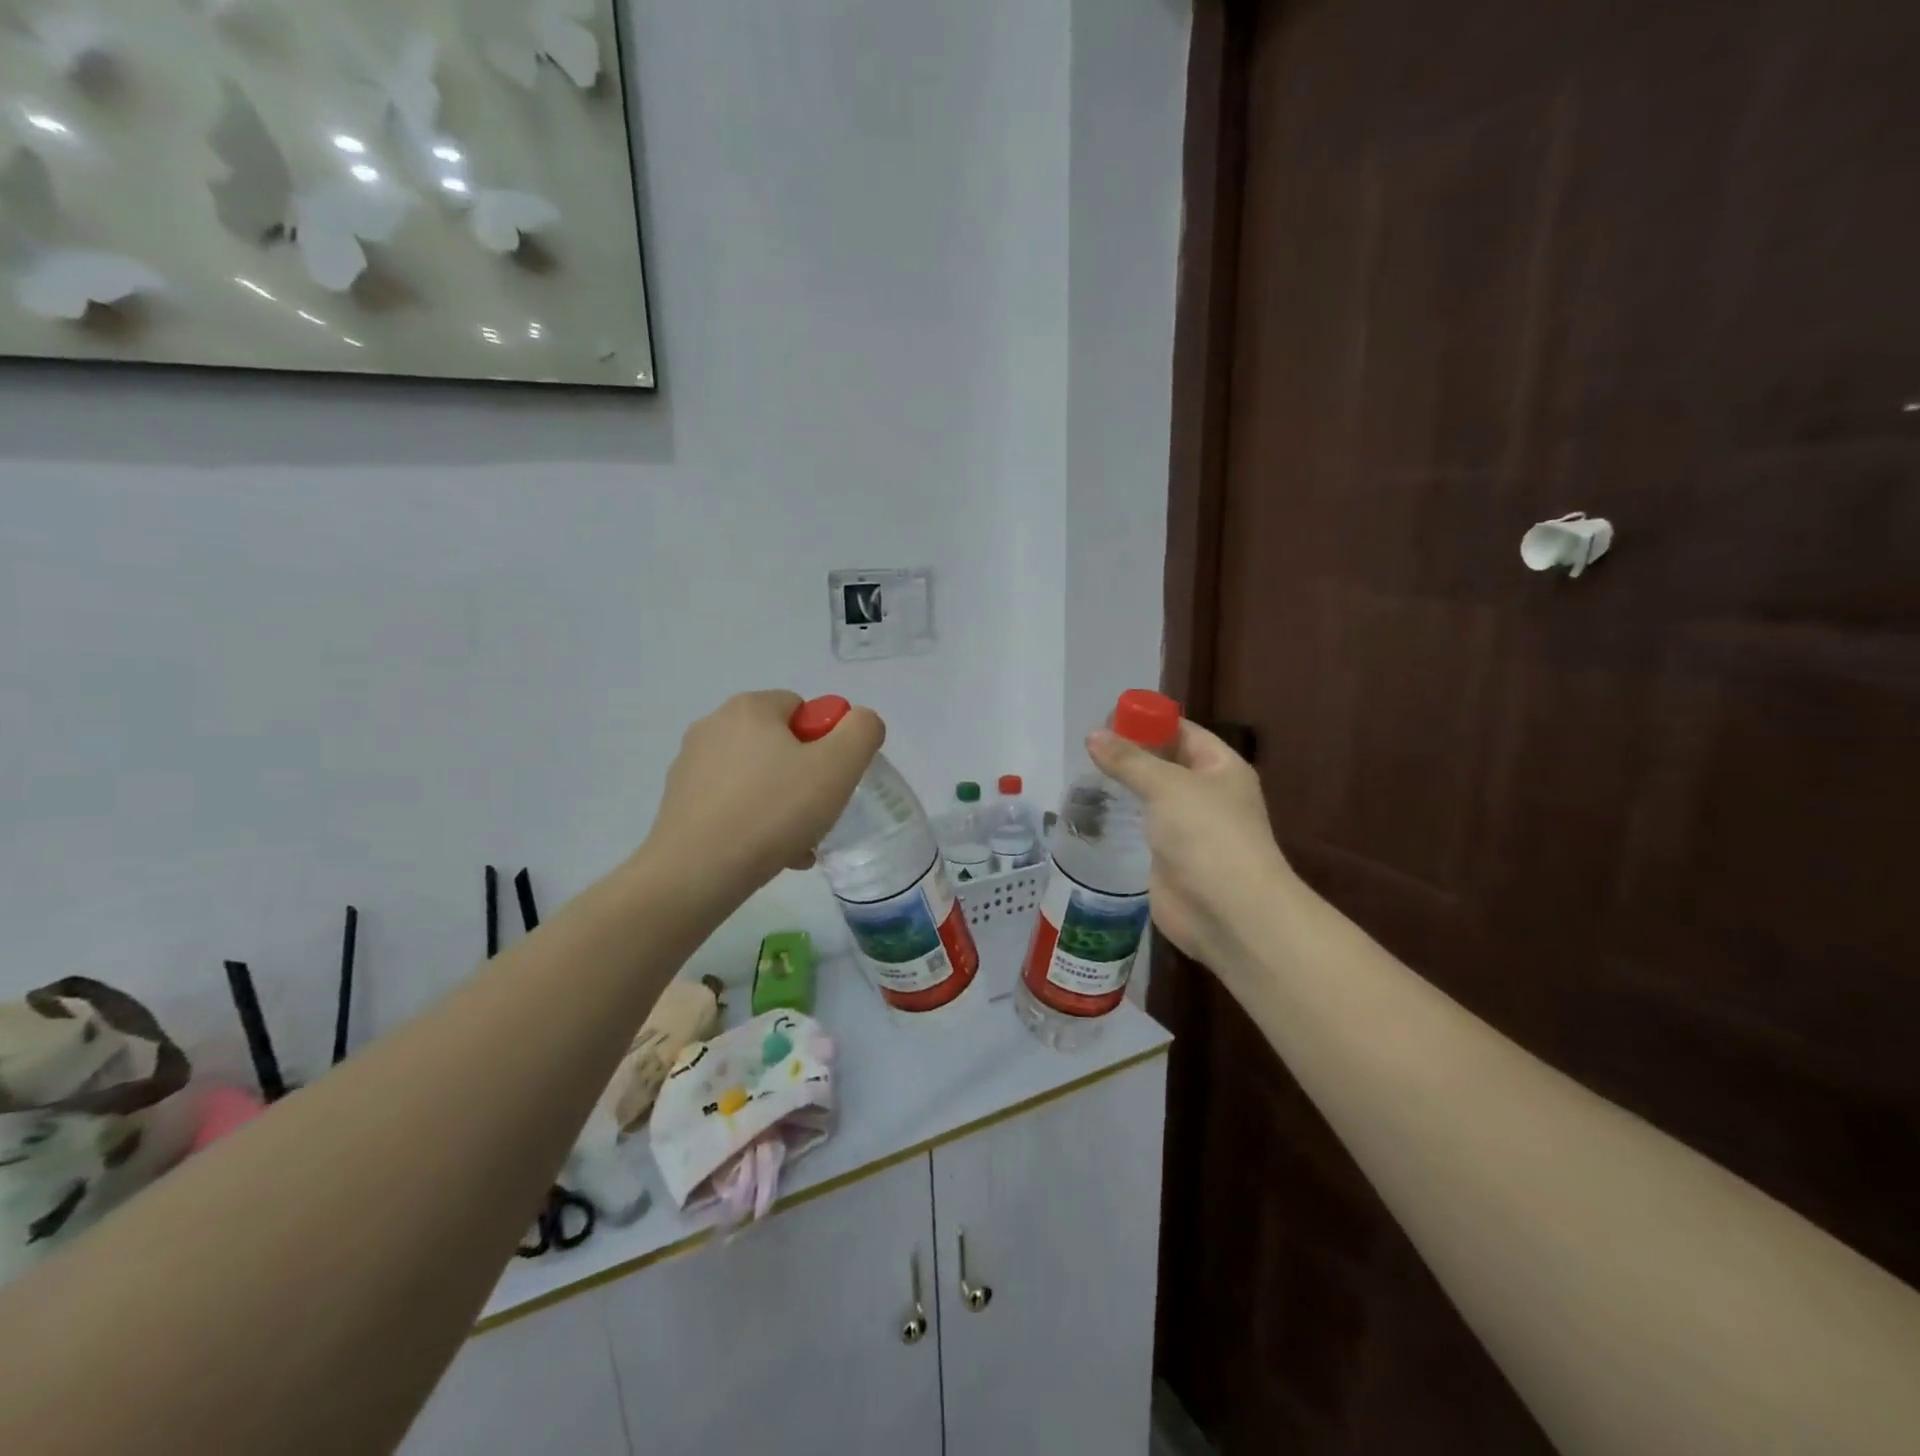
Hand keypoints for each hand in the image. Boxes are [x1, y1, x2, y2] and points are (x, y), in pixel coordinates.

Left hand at [643, 691, 884, 899]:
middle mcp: (713, 726)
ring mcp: (690, 765)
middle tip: (818, 815)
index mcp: (749, 708)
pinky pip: (733, 804)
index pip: (803, 709)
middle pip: (780, 745)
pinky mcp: (678, 802)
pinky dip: (754, 823)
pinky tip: (768, 854)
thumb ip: (862, 731)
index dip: (826, 743)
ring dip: (784, 805)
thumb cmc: (773, 811)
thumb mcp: (838, 766)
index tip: (830, 780)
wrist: (696, 872)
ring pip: (758, 779)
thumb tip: (859, 721)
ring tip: (796, 844)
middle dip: (806, 778)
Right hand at [1087, 720, 1294, 974]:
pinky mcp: (1169, 858)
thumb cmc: (1207, 835)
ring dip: (1122, 788)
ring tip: (1080, 775)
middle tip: (1086, 747)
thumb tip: (1093, 735)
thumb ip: (1128, 760)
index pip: (1183, 732)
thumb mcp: (1167, 786)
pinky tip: (1090, 813)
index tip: (1107, 719)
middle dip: (1131, 754)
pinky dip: (1120, 820)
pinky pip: (1142, 829)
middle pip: (1165, 763)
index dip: (1149, 722)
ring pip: (1151, 798)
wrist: (1229, 913)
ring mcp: (1188, 828)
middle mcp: (1207, 794)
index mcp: (1221, 768)